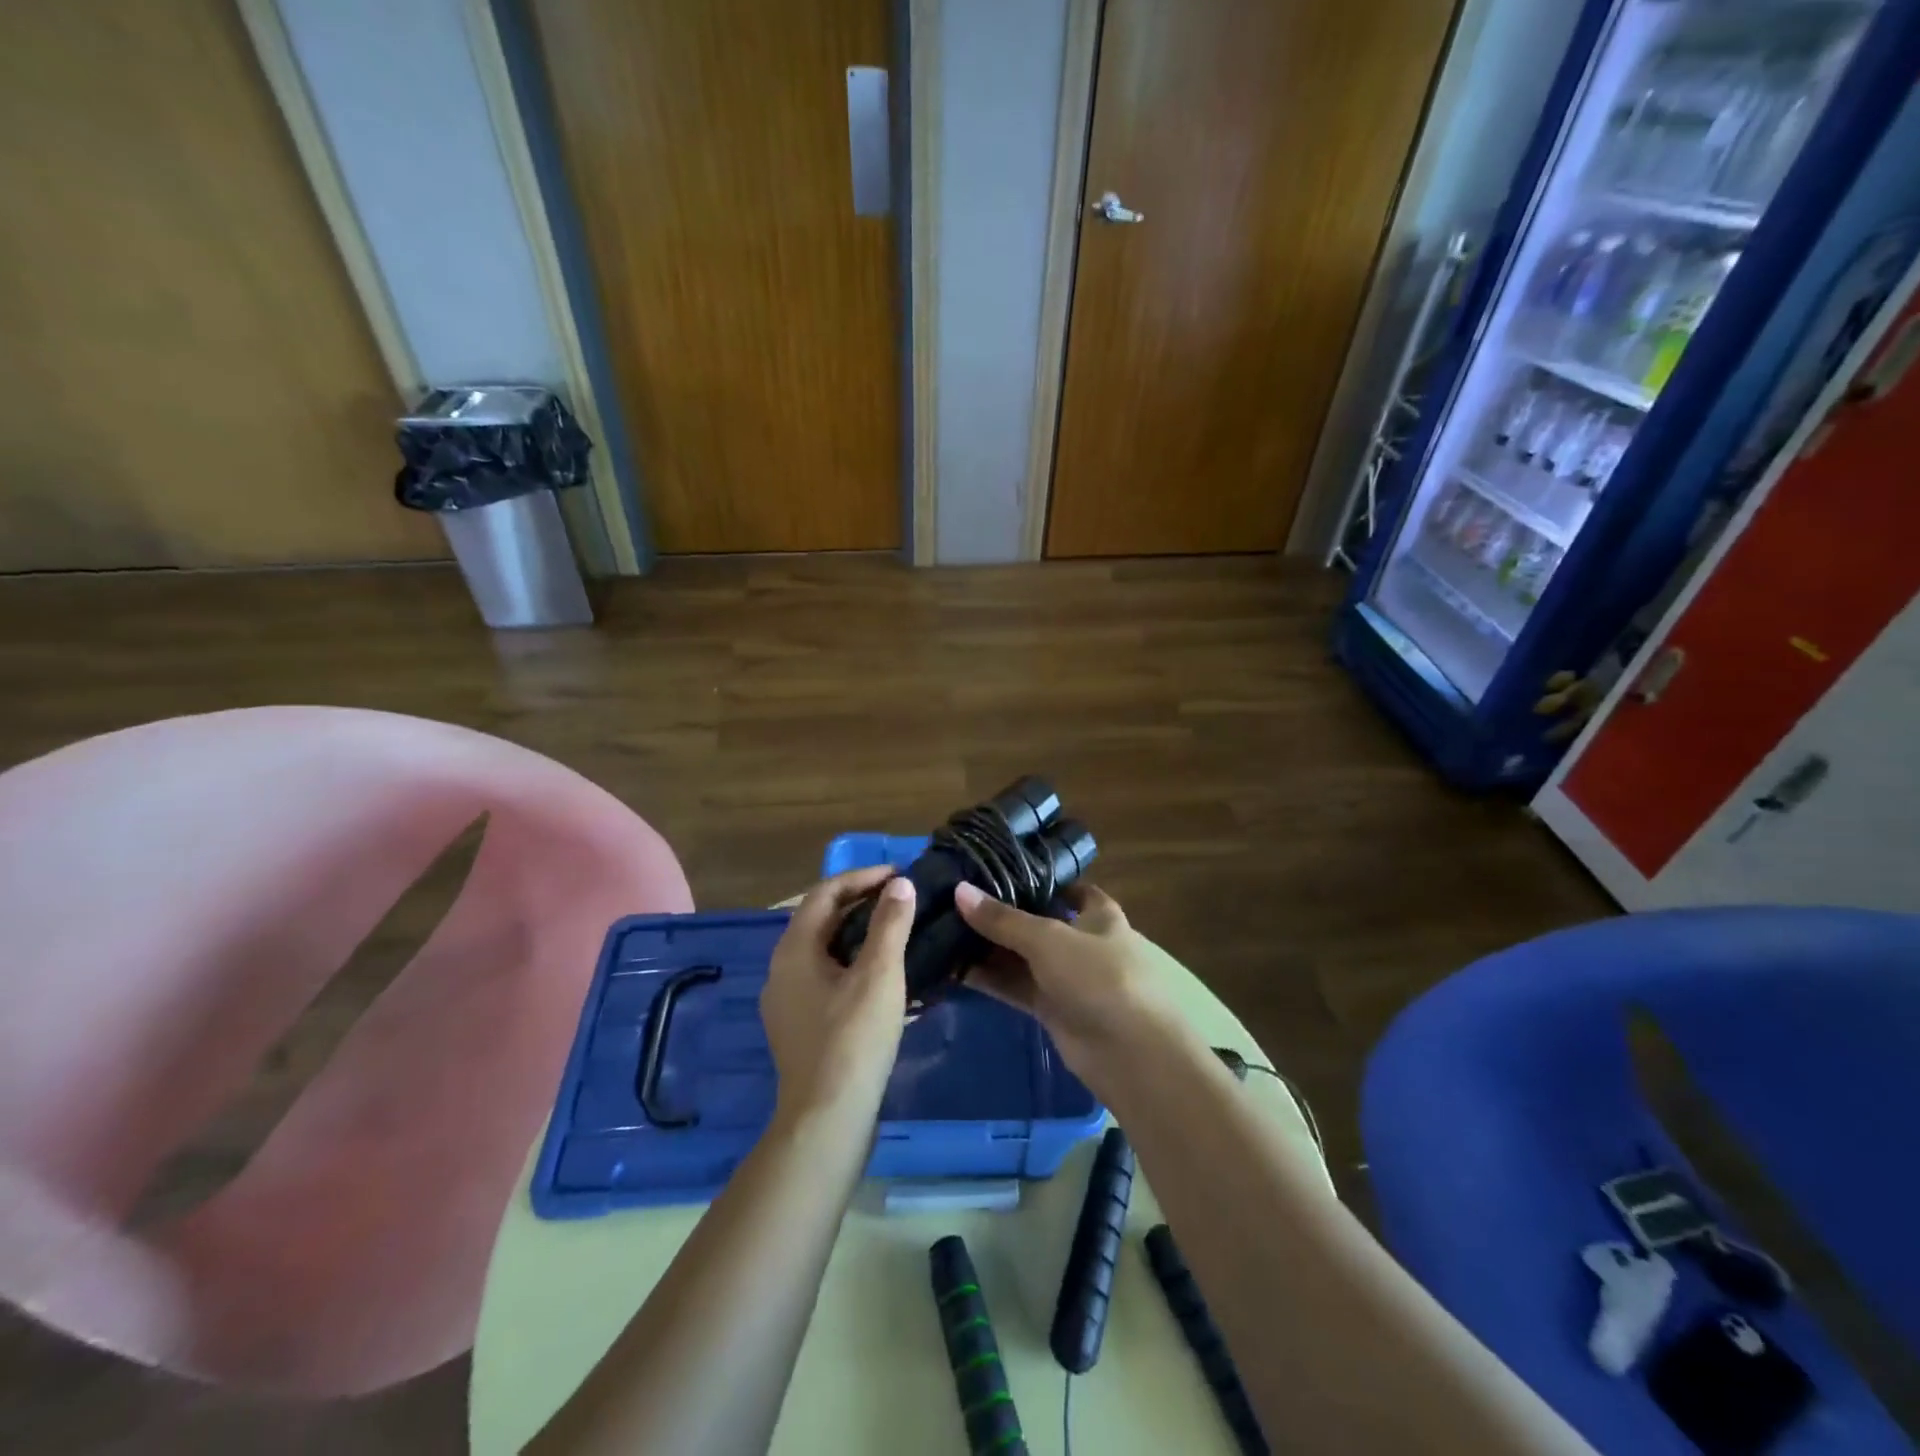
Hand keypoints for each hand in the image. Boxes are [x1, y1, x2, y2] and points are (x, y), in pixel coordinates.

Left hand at [762, 869, 916, 1128]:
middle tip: (902, 899)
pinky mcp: (800, 1026)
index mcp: (794, 950)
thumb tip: (901, 885)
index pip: (825, 893)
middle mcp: (782, 969)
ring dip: (859, 934)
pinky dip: (854, 963)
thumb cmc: (854, 1039)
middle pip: (821, 919)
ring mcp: (787, 1001)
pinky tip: (883, 976)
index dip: (862, 877)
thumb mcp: (880, 975)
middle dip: (861, 903)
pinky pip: (826, 977)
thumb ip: (890, 924)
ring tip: (898, 930)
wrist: (827, 1120)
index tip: (900, 874)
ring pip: (824, 950)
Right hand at [954, 881, 1195, 1099]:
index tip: (1000, 872)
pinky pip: (1017, 988)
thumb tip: (959, 890)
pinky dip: (991, 979)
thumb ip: (1003, 919)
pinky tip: (955, 969)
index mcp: (1099, 916)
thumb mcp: (1049, 939)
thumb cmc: (1101, 977)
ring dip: (991, 950)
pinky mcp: (1054, 1011)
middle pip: (1039, 924)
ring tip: (945, 932)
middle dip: (1004, 916)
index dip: (1040, 880)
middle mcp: (1084, 943)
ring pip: (1024, 958)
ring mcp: (1069, 979)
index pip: (1070, 889)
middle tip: (957, 902)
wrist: (1132, 1054)